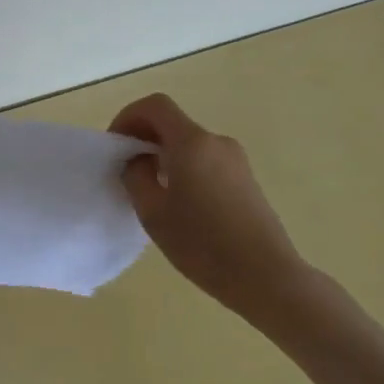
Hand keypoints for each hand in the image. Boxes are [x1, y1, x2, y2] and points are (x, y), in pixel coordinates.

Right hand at [109, 93, 309, 325]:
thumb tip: (138, 159)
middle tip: (127, 170)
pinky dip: (185, 168)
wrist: (267, 277)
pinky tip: (181, 204)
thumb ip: (136, 176)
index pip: (155, 106)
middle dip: (145, 138)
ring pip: (189, 144)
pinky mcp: (246, 179)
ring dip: (164, 155)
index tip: (116, 145)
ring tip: (152, 191)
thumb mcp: (153, 212)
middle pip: (173, 123)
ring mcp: (236, 160)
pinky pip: (206, 160)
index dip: (129, 116)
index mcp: (192, 142)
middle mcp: (216, 141)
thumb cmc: (203, 244)